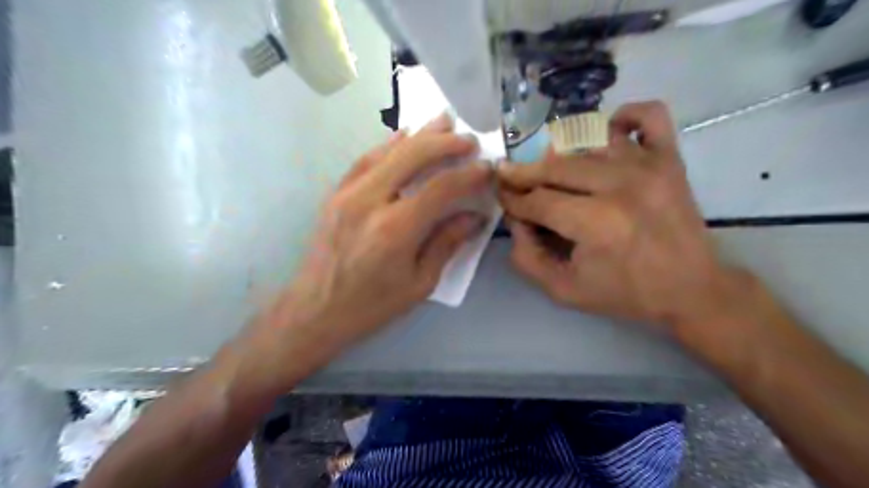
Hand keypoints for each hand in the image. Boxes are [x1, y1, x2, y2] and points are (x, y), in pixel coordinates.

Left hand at [262, 112, 490, 357]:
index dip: (468, 175)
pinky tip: (402, 136)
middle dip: (445, 143)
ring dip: (418, 135)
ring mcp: (348, 193)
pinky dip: (387, 145)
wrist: (316, 310)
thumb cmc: (372, 305)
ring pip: (388, 151)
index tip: (486, 168)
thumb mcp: (419, 283)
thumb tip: (474, 217)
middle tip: (468, 140)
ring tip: (442, 122)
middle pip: (413, 156)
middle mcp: (370, 201)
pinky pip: (364, 160)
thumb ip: (447, 244)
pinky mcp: (336, 194)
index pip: (441, 188)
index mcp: (396, 229)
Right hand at [498, 101, 735, 332]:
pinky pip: (648, 116)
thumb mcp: (563, 291)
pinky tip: (607, 136)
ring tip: (549, 169)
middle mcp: (620, 185)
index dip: (513, 199)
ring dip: (560, 154)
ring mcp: (649, 166)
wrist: (691, 289)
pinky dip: (624, 117)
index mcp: (595, 223)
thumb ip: (527, 257)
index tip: (502, 197)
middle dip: (524, 174)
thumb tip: (516, 219)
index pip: (538, 200)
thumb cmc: (624, 293)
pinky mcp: (670, 158)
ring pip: (587, 141)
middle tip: (511, 179)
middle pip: (555, 168)